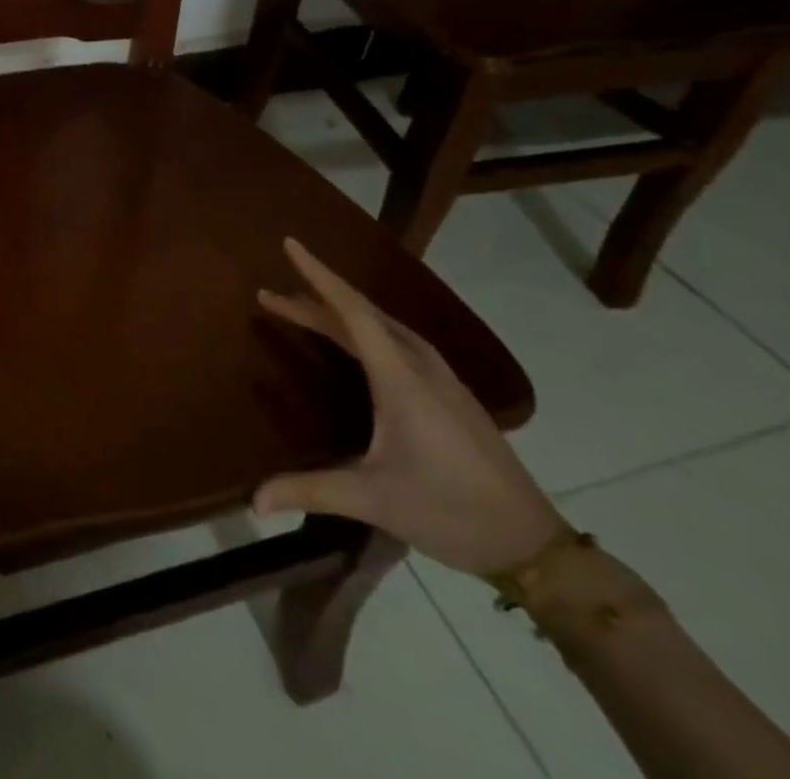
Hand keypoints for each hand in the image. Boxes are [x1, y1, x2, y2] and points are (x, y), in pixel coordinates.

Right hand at [252, 238, 567, 576]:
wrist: (535, 545)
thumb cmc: (450, 513)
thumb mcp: (374, 500)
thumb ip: (311, 491)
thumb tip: (254, 501)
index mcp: (401, 379)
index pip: (352, 311)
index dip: (318, 276)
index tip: (290, 244)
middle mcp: (420, 367)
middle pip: (362, 315)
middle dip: (314, 299)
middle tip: (270, 296)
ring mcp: (441, 379)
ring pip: (382, 327)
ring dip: (339, 314)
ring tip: (304, 311)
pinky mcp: (451, 394)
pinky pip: (398, 342)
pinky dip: (364, 330)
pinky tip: (355, 344)